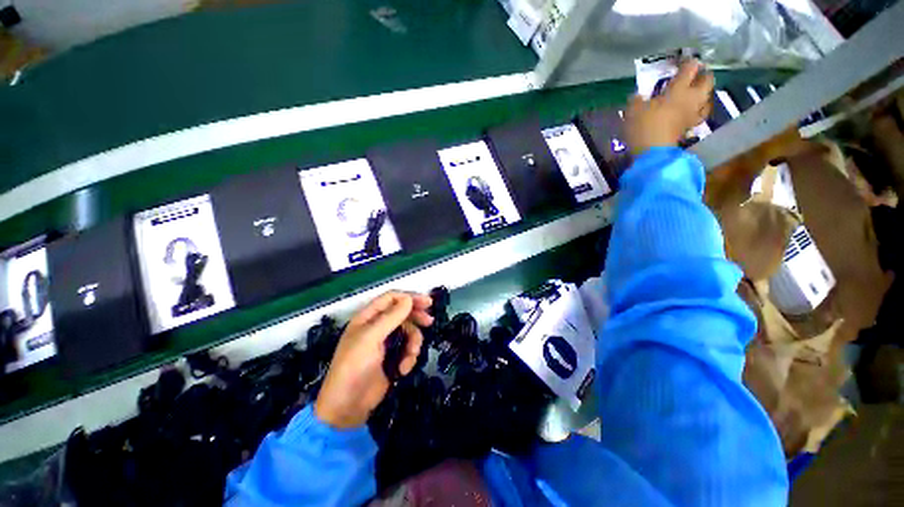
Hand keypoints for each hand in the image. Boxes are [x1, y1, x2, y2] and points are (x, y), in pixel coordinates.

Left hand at [315, 291, 432, 428]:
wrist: (348, 406)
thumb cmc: (354, 367)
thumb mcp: (371, 338)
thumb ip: (391, 317)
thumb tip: (408, 299)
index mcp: (368, 317)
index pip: (391, 298)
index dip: (409, 298)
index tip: (427, 303)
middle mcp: (377, 326)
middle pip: (403, 313)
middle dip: (416, 317)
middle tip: (429, 322)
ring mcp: (386, 342)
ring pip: (409, 332)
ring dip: (413, 343)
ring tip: (410, 356)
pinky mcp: (392, 357)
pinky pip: (408, 348)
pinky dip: (409, 358)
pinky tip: (403, 370)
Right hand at [625, 59, 714, 155]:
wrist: (652, 152)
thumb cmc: (643, 127)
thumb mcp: (632, 110)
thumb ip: (637, 99)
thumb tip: (639, 96)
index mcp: (678, 89)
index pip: (689, 68)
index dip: (687, 61)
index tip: (682, 60)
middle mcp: (691, 98)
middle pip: (707, 81)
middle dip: (703, 75)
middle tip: (695, 74)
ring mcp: (692, 114)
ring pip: (707, 98)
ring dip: (703, 93)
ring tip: (696, 91)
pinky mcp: (689, 128)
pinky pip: (699, 114)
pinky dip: (698, 110)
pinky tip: (692, 110)